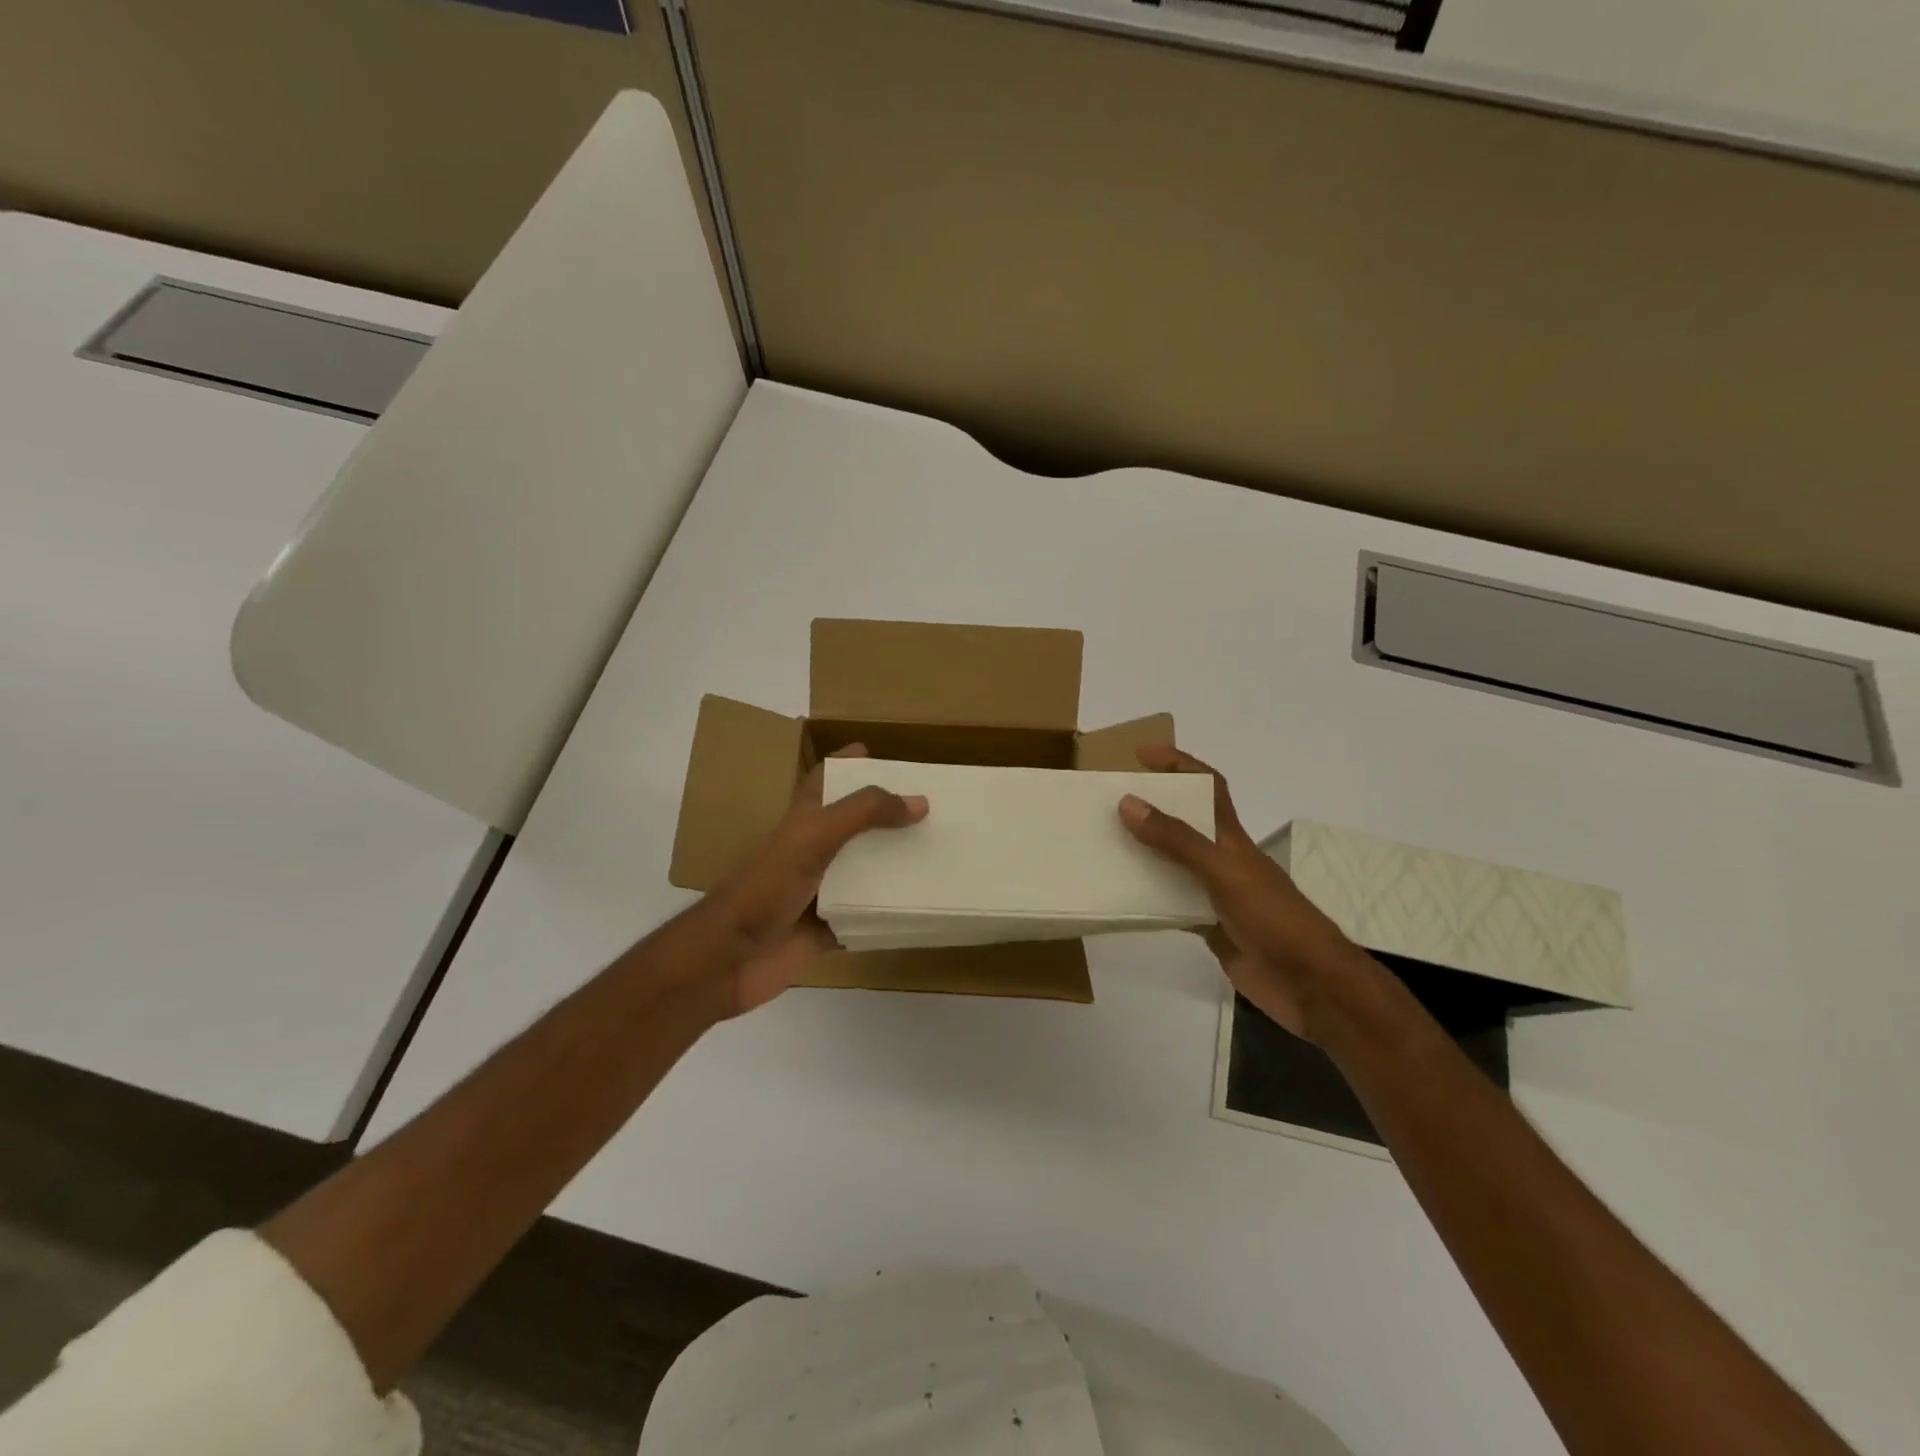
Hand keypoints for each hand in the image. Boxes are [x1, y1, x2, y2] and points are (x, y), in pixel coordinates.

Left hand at [703, 745, 927, 1014]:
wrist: (731, 959)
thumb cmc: (767, 887)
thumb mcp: (814, 836)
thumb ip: (863, 813)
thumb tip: (919, 802)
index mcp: (803, 821)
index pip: (826, 779)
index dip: (847, 763)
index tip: (880, 753)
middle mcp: (813, 851)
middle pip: (855, 825)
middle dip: (888, 815)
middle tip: (932, 807)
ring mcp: (821, 891)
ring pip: (864, 871)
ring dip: (895, 864)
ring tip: (939, 851)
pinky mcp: (829, 927)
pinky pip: (866, 915)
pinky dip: (889, 911)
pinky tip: (922, 905)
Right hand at [1118, 744, 1370, 1039]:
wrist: (1311, 986)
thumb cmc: (1274, 919)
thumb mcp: (1223, 872)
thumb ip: (1177, 841)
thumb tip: (1128, 803)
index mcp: (1230, 837)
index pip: (1207, 785)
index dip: (1179, 763)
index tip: (1140, 756)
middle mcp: (1221, 860)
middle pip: (1182, 823)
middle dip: (1149, 808)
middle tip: (1105, 806)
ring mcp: (1214, 894)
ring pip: (1171, 864)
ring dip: (1142, 854)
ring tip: (1101, 849)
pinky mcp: (1208, 926)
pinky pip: (1170, 904)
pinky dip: (1146, 899)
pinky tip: (1120, 899)